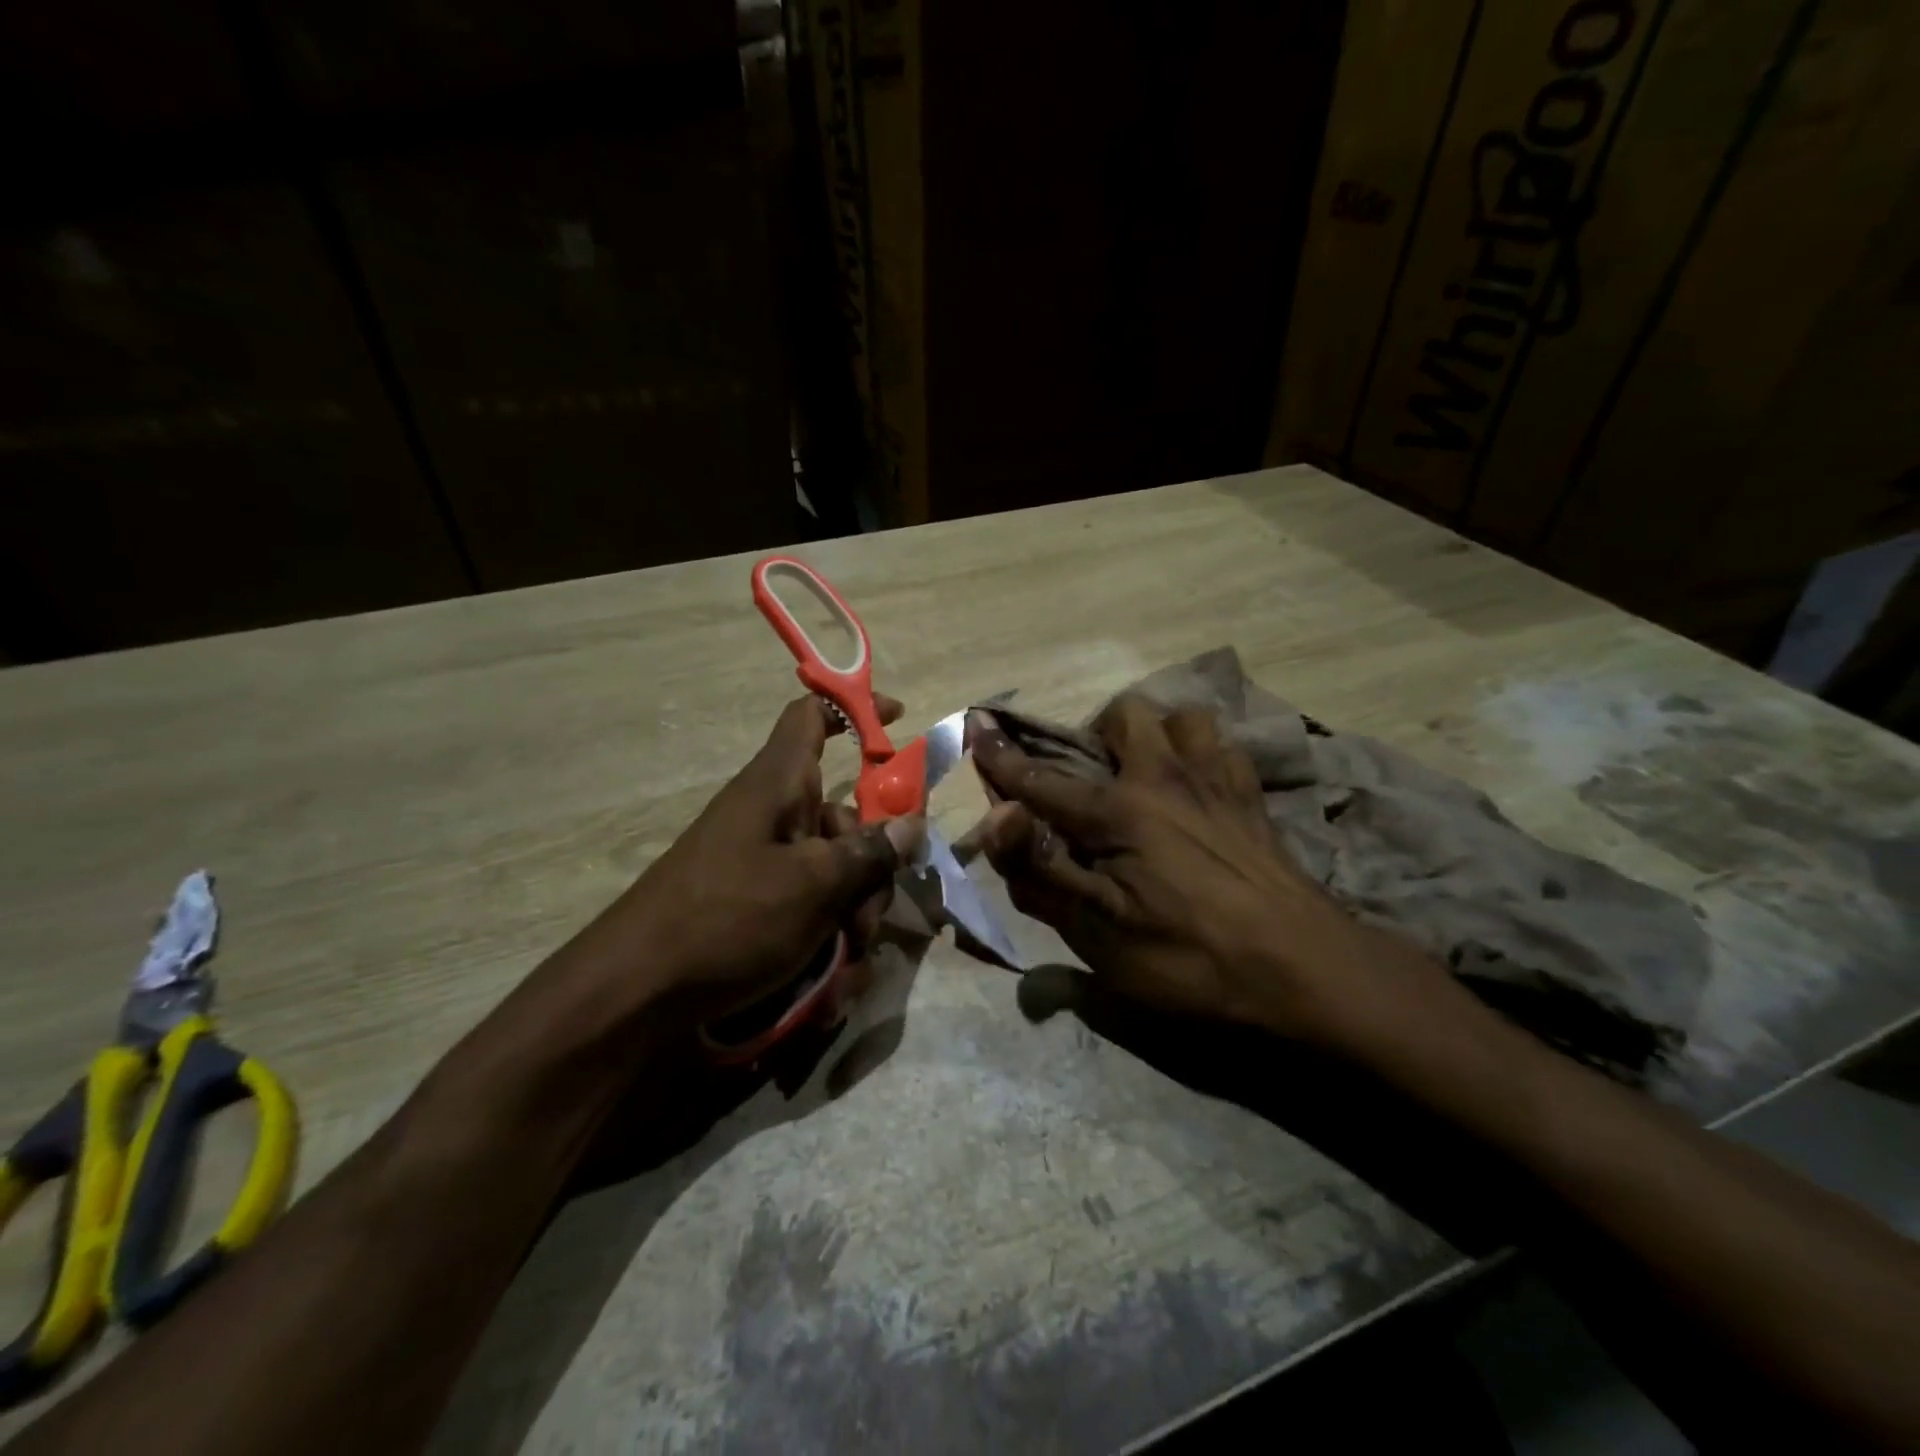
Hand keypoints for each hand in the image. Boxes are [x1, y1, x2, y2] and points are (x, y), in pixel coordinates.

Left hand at [603, 695, 923, 1020]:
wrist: (635, 996)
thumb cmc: (727, 918)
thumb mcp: (812, 884)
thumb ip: (869, 852)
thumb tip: (911, 824)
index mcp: (779, 785)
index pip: (813, 716)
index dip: (855, 709)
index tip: (899, 721)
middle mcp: (774, 817)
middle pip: (844, 817)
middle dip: (872, 866)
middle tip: (871, 913)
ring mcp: (765, 866)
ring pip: (835, 873)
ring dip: (854, 915)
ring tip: (848, 959)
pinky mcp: (758, 909)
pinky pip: (811, 911)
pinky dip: (827, 943)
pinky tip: (831, 987)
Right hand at [968, 698, 1432, 1040]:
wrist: (1307, 973)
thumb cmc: (1190, 958)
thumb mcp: (1100, 932)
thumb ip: (1043, 870)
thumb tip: (997, 817)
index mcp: (1119, 811)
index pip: (1044, 778)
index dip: (1004, 755)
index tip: (977, 724)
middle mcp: (1166, 778)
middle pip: (1125, 715)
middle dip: (1096, 733)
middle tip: (1089, 778)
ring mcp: (1217, 782)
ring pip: (1183, 717)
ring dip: (1157, 734)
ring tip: (1147, 773)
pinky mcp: (1255, 799)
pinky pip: (1226, 748)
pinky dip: (1203, 753)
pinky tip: (1199, 786)